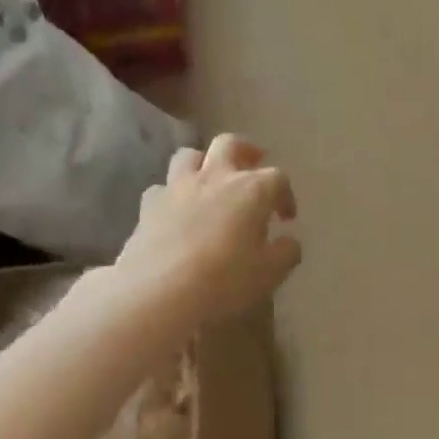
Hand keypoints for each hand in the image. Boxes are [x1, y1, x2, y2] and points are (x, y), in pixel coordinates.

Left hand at [115, 135, 301, 324]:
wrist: (158, 293)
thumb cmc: (224, 281)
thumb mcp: (269, 274)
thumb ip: (285, 253)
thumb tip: (289, 242)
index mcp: (251, 190)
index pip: (277, 178)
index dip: (285, 195)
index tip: (286, 218)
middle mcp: (214, 178)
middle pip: (230, 144)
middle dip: (245, 151)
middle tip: (252, 166)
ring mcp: (177, 187)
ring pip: (190, 155)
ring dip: (204, 163)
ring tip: (210, 182)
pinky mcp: (148, 205)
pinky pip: (162, 187)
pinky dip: (173, 194)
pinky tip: (176, 212)